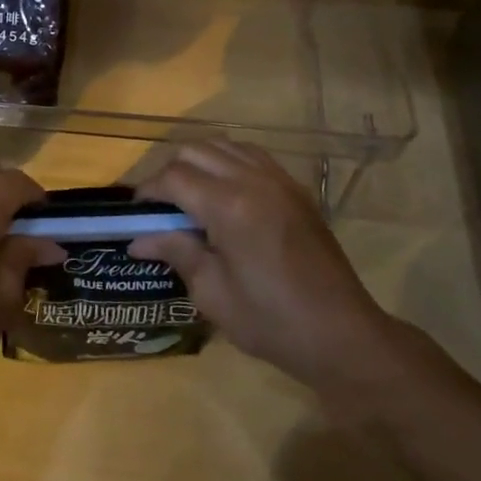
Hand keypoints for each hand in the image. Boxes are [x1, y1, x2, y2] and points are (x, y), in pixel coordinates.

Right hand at [129, 140, 401, 391]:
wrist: (343, 335)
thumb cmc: (271, 322)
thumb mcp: (212, 294)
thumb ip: (176, 253)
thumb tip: (137, 239)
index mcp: (229, 207)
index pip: (173, 177)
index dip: (148, 191)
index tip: (137, 214)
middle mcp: (252, 181)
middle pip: (195, 151)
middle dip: (169, 172)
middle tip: (161, 207)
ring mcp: (278, 180)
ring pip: (223, 145)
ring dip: (198, 162)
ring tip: (189, 196)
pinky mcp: (295, 188)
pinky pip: (251, 155)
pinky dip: (227, 161)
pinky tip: (223, 191)